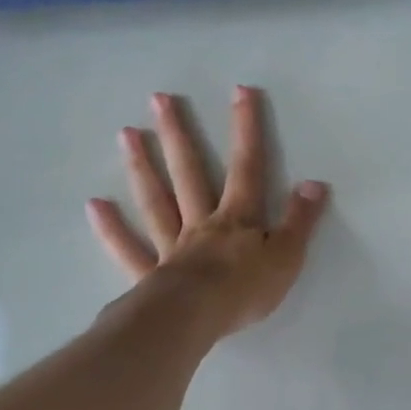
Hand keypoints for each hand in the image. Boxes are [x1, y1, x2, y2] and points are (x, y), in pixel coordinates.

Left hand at [87, 85, 328, 337]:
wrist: (196, 318)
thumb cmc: (245, 289)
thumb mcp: (287, 256)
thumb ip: (300, 220)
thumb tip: (315, 183)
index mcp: (237, 218)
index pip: (247, 167)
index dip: (246, 130)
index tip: (240, 91)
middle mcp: (200, 223)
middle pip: (189, 173)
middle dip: (178, 135)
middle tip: (158, 99)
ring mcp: (171, 246)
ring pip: (156, 201)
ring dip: (142, 167)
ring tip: (126, 133)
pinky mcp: (150, 274)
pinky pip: (128, 249)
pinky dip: (111, 229)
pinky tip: (95, 205)